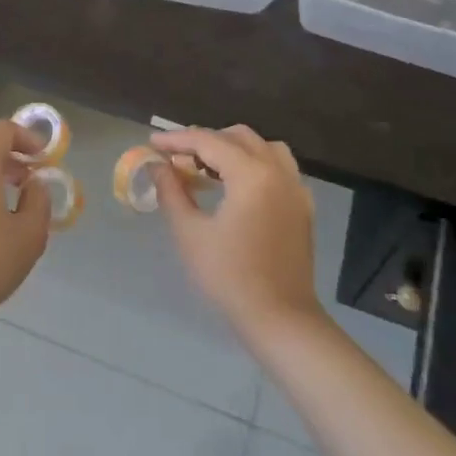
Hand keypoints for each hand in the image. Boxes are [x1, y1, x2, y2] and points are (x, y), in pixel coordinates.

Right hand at [151, 125, 322, 340]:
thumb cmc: (230, 277)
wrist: (280, 319)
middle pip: (238, 136)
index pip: (208, 141)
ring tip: (207, 166)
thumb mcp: (190, 234)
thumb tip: (158, 166)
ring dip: (233, 147)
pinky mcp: (302, 206)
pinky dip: (255, 163)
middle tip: (177, 156)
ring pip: (263, 147)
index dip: (177, 139)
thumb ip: (172, 192)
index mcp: (251, 174)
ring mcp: (295, 187)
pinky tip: (236, 185)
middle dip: (205, 140)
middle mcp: (278, 171)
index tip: (152, 143)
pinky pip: (278, 167)